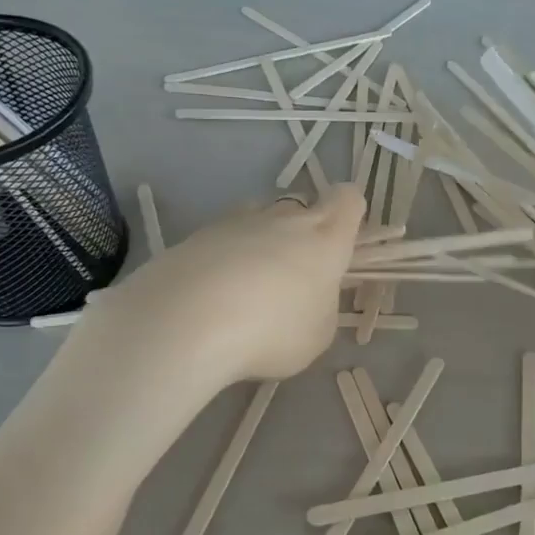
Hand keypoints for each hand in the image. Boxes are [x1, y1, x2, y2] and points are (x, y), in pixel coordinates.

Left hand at [97, 187, 366, 385]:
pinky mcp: (195, 236)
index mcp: (325, 238)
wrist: (185, 322)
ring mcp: (236, 222)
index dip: (348, 213)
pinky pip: (221, 240)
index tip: (340, 242)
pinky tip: (212, 297)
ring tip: (248, 287)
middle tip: (292, 278)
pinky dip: (223, 260)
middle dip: (300, 234)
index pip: (348, 199)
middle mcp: (283, 219)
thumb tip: (307, 295)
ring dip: (260, 243)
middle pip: (300, 208)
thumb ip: (320, 306)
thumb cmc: (272, 331)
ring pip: (258, 219)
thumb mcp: (317, 334)